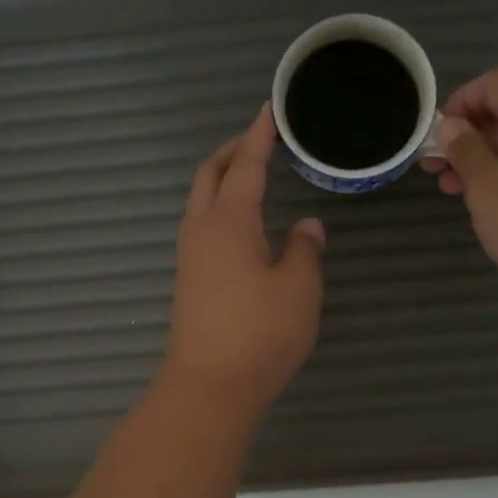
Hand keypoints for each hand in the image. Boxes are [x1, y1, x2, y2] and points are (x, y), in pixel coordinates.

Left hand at [161, 104, 325, 423]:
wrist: (210, 387)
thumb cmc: (260, 333)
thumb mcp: (298, 288)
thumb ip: (304, 250)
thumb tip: (306, 227)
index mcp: (229, 221)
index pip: (245, 165)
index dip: (259, 136)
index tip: (270, 110)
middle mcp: (202, 230)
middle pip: (209, 175)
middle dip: (232, 151)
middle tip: (260, 140)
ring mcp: (191, 257)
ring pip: (201, 202)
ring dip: (223, 180)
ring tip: (254, 176)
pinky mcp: (190, 281)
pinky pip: (204, 227)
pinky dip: (222, 209)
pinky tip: (246, 226)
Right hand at [420, 68, 497, 314]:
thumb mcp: (486, 184)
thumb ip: (465, 151)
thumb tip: (451, 125)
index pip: (497, 83)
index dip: (463, 98)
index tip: (438, 132)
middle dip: (464, 136)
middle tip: (432, 166)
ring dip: (478, 165)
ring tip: (450, 191)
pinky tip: (484, 211)